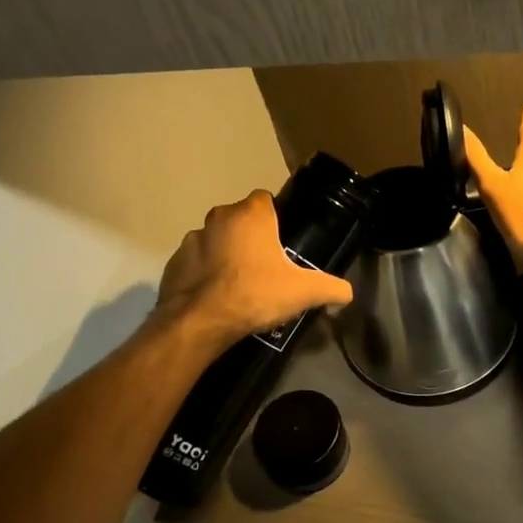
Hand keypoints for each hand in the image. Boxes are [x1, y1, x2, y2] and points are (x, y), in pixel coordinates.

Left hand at [156, 190, 353, 351]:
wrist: (200, 322)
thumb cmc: (254, 294)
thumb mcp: (303, 292)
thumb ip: (331, 288)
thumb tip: (347, 294)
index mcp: (250, 215)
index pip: (265, 200)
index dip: (275, 218)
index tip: (282, 241)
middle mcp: (218, 217)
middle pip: (240, 219)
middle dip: (250, 237)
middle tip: (265, 267)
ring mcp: (192, 239)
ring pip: (216, 240)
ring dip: (225, 254)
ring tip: (239, 284)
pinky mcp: (175, 262)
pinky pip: (196, 262)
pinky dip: (204, 273)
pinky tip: (215, 296)